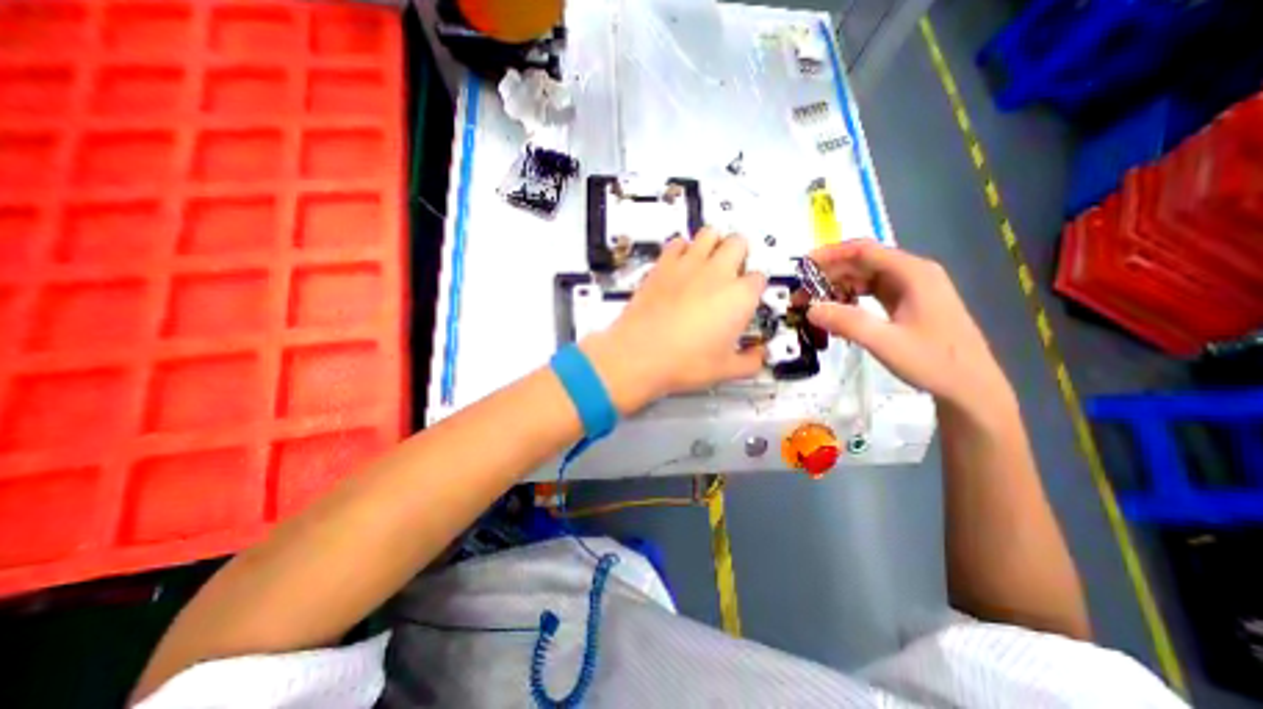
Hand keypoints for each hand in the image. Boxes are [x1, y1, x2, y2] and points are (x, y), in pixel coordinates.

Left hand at [582, 226, 768, 415]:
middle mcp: (717, 273)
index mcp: (739, 297)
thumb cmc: (683, 362)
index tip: (747, 297)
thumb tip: (758, 357)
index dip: (754, 287)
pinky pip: (677, 242)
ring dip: (713, 243)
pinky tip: (680, 264)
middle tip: (732, 270)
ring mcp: (688, 265)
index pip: (759, 278)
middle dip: (740, 253)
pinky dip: (682, 248)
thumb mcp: (725, 370)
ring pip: (709, 233)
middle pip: (738, 243)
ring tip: (709, 260)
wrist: (639, 354)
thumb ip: (750, 361)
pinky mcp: (663, 265)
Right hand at [803, 237, 1012, 409]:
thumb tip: (810, 309)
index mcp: (912, 273)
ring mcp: (910, 288)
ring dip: (837, 288)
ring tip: (813, 306)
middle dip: (828, 275)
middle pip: (862, 263)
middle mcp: (912, 274)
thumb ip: (846, 323)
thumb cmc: (933, 362)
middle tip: (801, 295)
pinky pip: (870, 293)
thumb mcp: (885, 342)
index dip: (829, 255)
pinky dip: (850, 300)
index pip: (863, 251)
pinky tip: (837, 315)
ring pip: (864, 278)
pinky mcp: (907, 303)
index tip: (801, 268)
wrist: (971, 387)